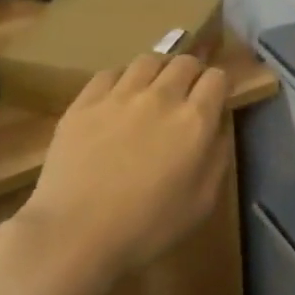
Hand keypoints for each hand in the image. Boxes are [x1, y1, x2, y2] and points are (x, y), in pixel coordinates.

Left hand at [0, 54, 229, 294]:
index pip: (217, 78)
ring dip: (159, 70)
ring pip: (148, 60)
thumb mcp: (203, 201)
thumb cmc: (148, 227)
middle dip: (193, 73)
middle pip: (185, 62)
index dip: (220, 86)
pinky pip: (110, 73)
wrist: (75, 235)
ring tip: (154, 89)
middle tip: (187, 94)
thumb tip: (218, 126)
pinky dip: (122, 78)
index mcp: (195, 120)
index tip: (215, 100)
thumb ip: (218, 156)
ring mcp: (119, 96)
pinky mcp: (84, 103)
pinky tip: (119, 97)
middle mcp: (161, 97)